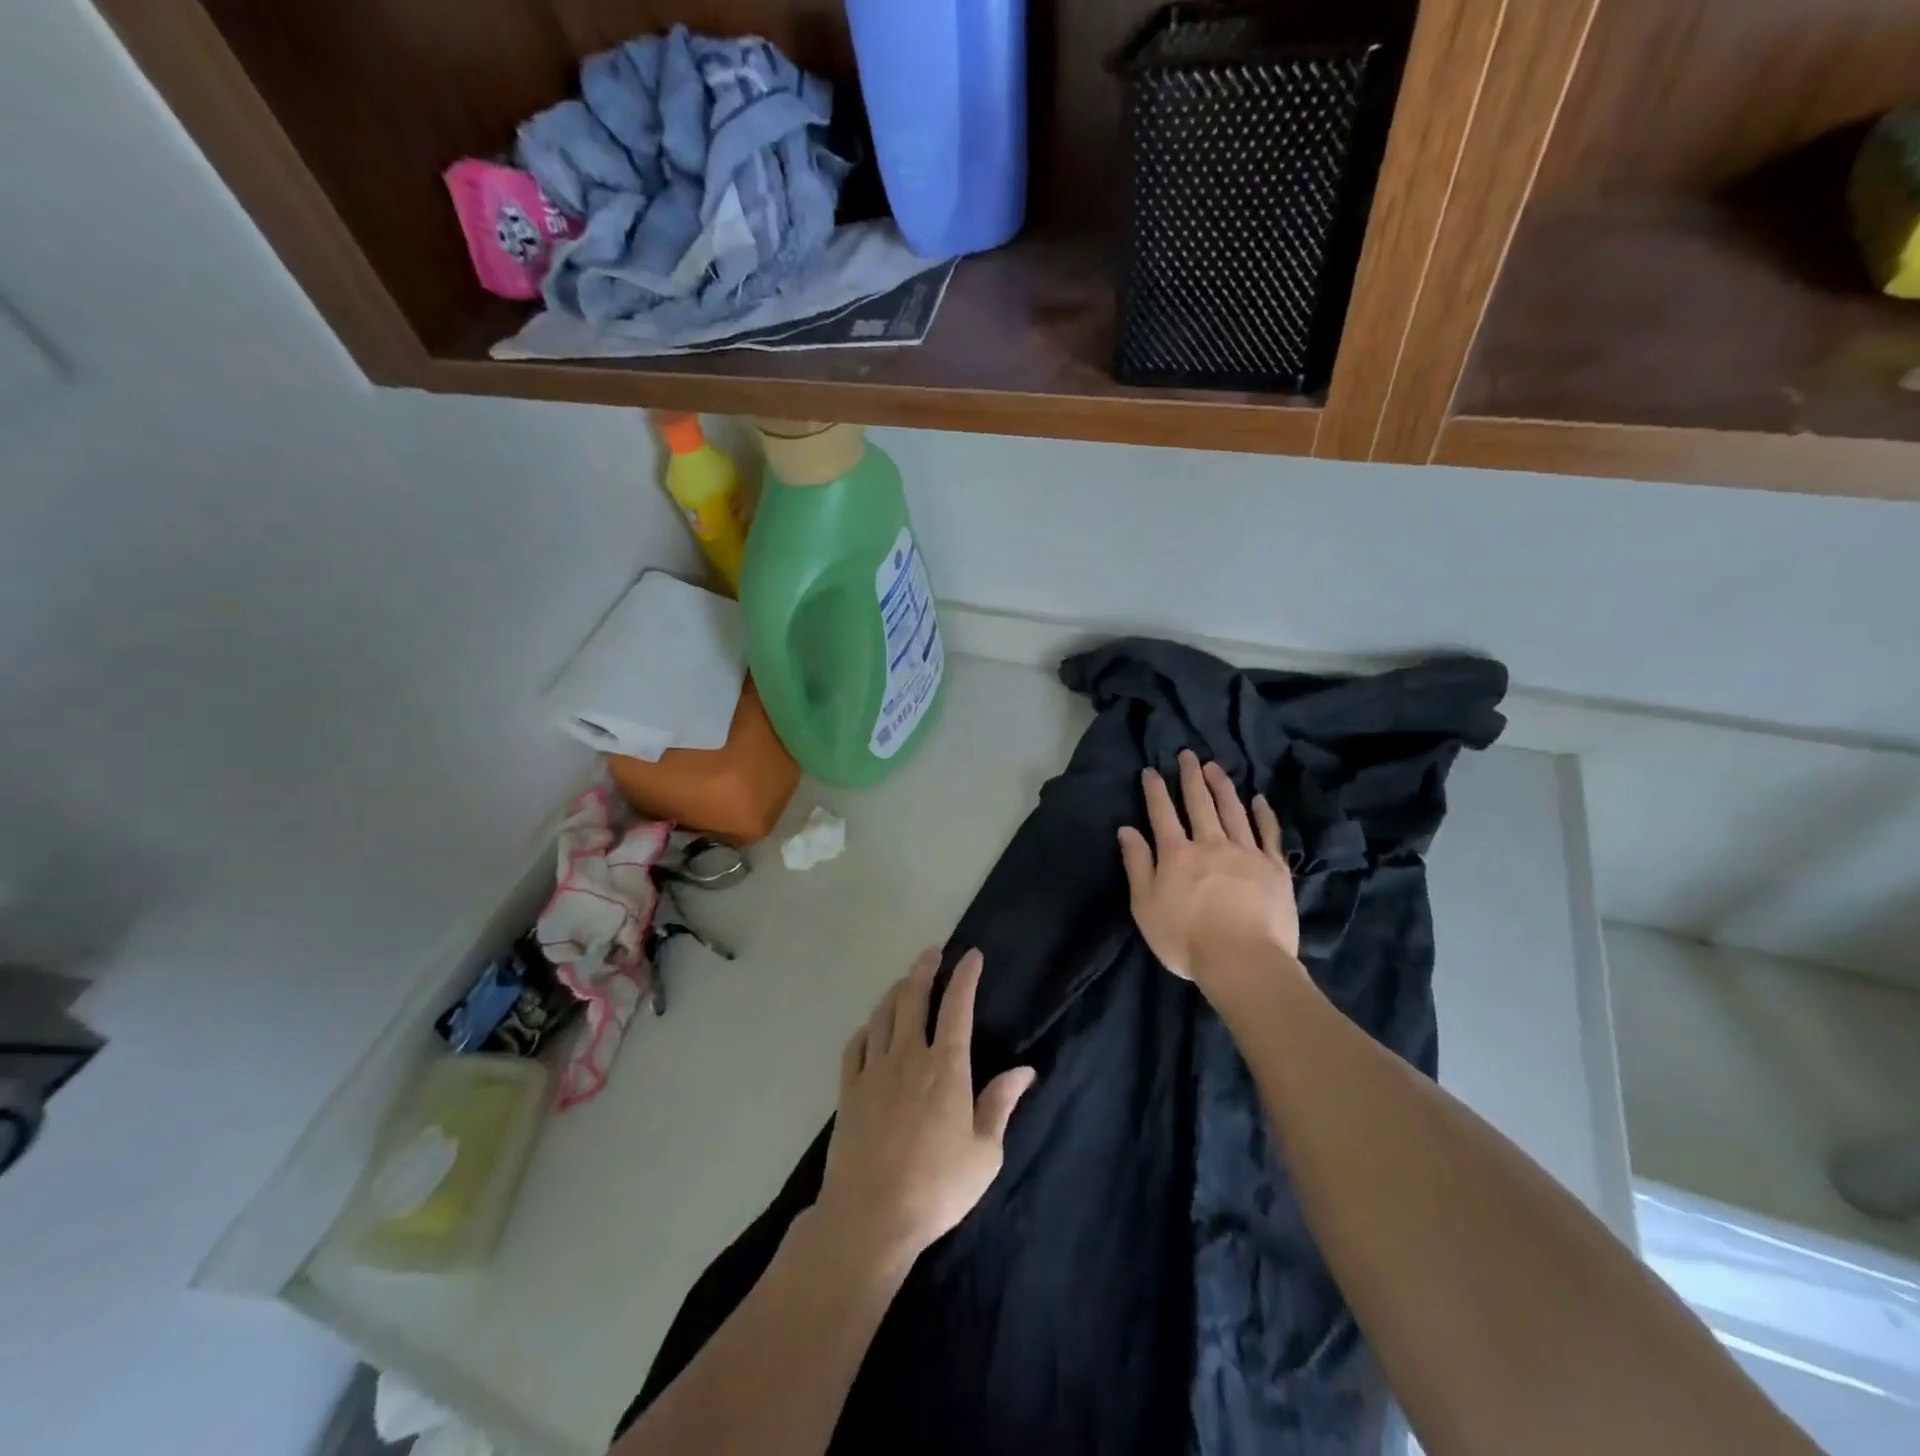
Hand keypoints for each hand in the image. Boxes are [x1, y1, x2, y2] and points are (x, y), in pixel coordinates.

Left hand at [815, 948, 1035, 1272]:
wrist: (870, 1217)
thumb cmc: (937, 1187)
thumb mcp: (985, 1153)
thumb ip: (1001, 1105)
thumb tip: (1025, 1070)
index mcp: (945, 1067)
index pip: (957, 1007)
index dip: (964, 977)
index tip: (971, 955)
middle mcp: (908, 1056)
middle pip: (913, 997)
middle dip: (925, 969)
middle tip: (933, 952)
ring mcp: (873, 1070)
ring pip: (883, 1014)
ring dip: (896, 990)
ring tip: (905, 980)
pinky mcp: (848, 1090)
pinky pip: (855, 1045)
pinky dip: (867, 1027)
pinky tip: (871, 1027)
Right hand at [1118, 750, 1302, 987]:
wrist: (1243, 961)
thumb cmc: (1185, 939)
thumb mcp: (1145, 906)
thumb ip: (1137, 865)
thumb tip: (1127, 830)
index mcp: (1176, 853)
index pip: (1162, 813)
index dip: (1154, 790)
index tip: (1150, 770)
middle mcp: (1210, 843)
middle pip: (1199, 802)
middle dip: (1190, 777)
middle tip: (1187, 755)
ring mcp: (1246, 852)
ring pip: (1232, 810)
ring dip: (1222, 786)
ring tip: (1215, 767)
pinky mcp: (1274, 867)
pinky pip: (1268, 832)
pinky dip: (1263, 813)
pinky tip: (1258, 799)